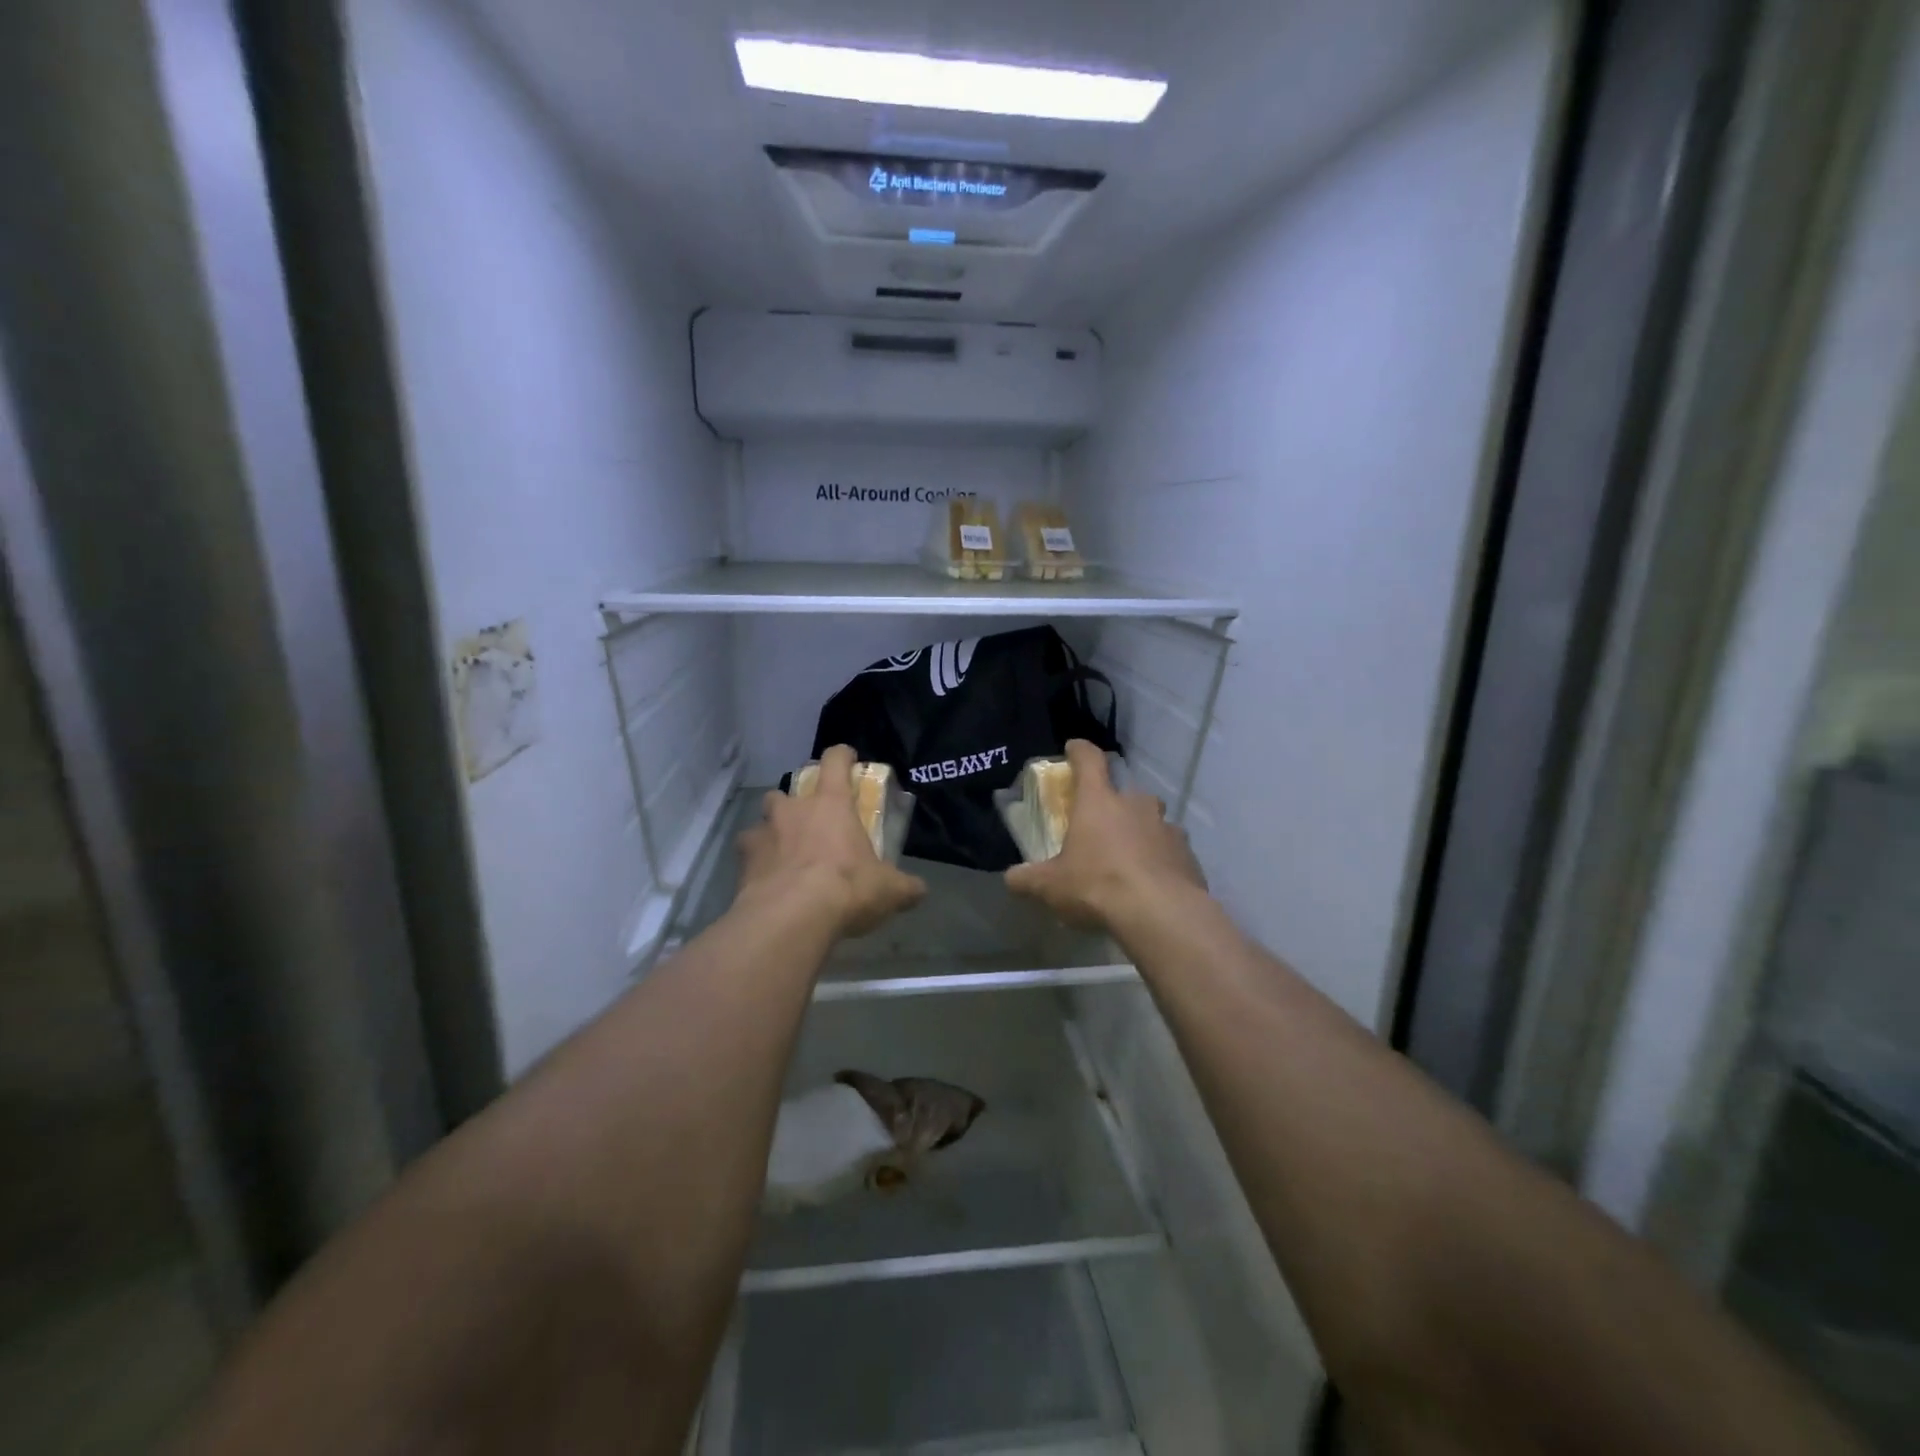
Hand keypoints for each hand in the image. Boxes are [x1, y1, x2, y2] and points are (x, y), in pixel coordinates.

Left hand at [735, 745, 926, 938]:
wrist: (791, 918)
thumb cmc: (846, 888)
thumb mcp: (889, 890)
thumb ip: (905, 887)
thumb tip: (919, 890)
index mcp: (831, 804)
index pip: (835, 762)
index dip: (842, 756)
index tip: (848, 758)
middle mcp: (793, 810)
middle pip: (786, 791)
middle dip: (795, 803)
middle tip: (808, 823)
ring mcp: (763, 834)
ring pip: (762, 821)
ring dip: (772, 832)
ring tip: (783, 854)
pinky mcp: (743, 862)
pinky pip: (748, 856)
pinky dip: (756, 865)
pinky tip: (766, 883)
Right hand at [1004, 739, 1206, 934]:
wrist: (1160, 914)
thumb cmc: (1097, 886)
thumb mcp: (1050, 886)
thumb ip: (1026, 879)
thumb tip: (1011, 878)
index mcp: (1099, 802)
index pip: (1089, 760)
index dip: (1079, 751)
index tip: (1073, 748)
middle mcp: (1136, 805)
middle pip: (1126, 793)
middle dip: (1114, 805)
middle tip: (1102, 827)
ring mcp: (1167, 828)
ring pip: (1152, 821)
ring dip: (1140, 833)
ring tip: (1129, 860)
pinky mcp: (1188, 855)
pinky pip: (1171, 850)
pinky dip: (1161, 860)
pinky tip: (1152, 883)